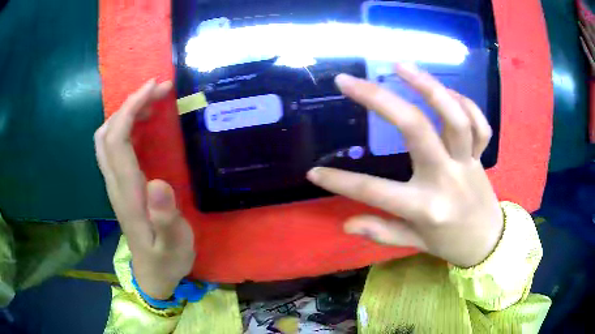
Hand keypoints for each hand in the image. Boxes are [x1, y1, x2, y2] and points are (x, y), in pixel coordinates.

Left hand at [94, 79, 194, 298]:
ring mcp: (114, 183)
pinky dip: (126, 126)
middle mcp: (114, 182)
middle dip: (129, 103)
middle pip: (107, 132)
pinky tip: (144, 124)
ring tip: (153, 102)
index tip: (154, 87)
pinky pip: (114, 146)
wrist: (153, 275)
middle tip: (158, 90)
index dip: (131, 108)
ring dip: (126, 112)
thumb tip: (158, 184)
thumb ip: (165, 219)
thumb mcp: (173, 246)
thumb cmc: (166, 260)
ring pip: (107, 137)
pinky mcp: (119, 185)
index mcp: (126, 192)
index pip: (117, 138)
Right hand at [308, 64, 502, 267]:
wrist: (487, 241)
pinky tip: (446, 92)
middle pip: (416, 130)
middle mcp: (447, 178)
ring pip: (453, 117)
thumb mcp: (414, 244)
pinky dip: (465, 103)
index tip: (314, 172)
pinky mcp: (482, 155)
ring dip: (428, 86)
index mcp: (426, 207)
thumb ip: (382, 232)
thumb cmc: (449, 244)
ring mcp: (467, 162)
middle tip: (350, 81)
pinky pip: (479, 123)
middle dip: (380, 100)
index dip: (339, 182)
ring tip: (400, 66)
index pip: (375, 191)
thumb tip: (345, 225)